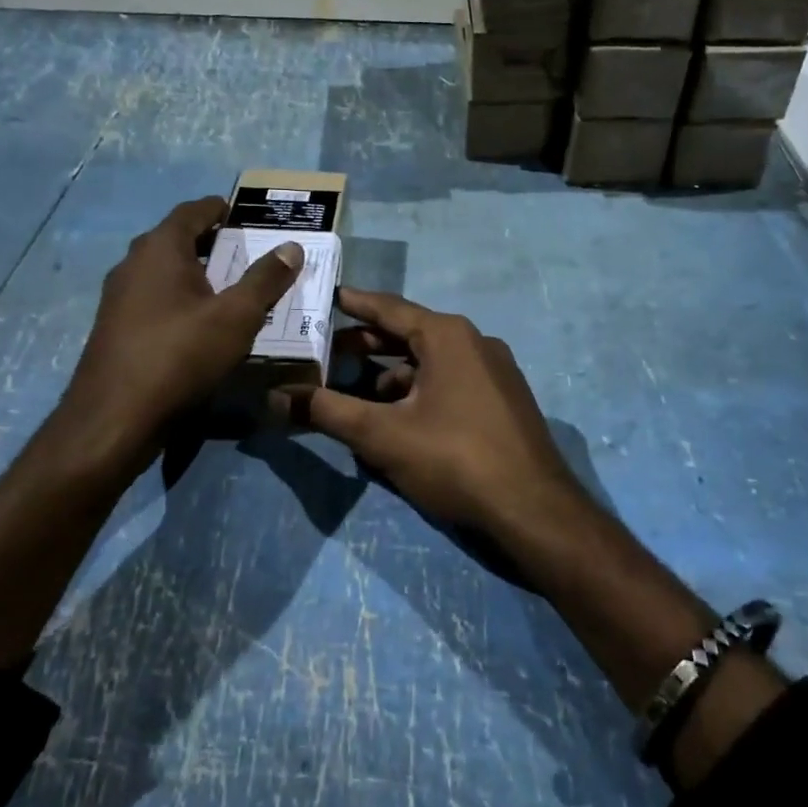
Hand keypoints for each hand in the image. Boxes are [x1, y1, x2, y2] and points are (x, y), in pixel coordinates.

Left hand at [48, 196, 302, 471]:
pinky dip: (179, 297)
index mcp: (160, 249)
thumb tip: (290, 247)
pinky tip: (199, 322)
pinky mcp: (115, 328)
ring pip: (162, 271)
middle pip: (175, 239)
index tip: (241, 214)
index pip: (191, 211)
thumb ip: (265, 280)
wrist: (115, 418)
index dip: (218, 209)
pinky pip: (153, 298)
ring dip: (194, 271)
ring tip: (228, 286)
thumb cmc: (180, 355)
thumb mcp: (236, 317)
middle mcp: (133, 264)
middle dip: (209, 241)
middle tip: (244, 250)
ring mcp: (118, 297)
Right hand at [280, 288, 593, 553]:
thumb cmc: (454, 459)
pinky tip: (398, 421)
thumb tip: (275, 398)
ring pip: (431, 364)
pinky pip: (451, 384)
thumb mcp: (383, 435)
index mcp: (448, 336)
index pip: (390, 308)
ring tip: (355, 395)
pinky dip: (419, 393)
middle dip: (367, 346)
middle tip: (326, 353)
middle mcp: (475, 343)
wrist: (533, 509)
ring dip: (392, 376)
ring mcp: (495, 372)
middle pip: (410, 335)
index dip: (355, 304)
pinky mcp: (503, 402)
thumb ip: (327, 412)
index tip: (328, 297)